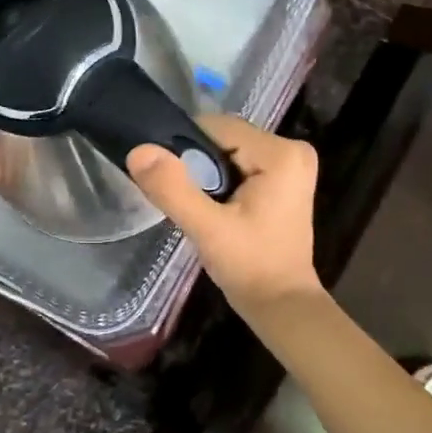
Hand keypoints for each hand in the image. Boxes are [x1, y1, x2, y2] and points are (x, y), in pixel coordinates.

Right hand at [126, 117, 322, 312]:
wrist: (282, 305)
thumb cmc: (250, 267)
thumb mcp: (207, 229)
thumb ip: (173, 189)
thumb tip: (139, 150)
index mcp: (281, 153)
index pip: (217, 128)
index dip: (187, 150)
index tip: (173, 182)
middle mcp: (292, 148)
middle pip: (224, 137)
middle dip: (199, 164)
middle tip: (188, 200)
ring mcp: (292, 163)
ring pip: (229, 151)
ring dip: (209, 174)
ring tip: (202, 207)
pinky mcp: (285, 178)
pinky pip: (241, 163)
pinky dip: (223, 181)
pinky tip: (217, 208)